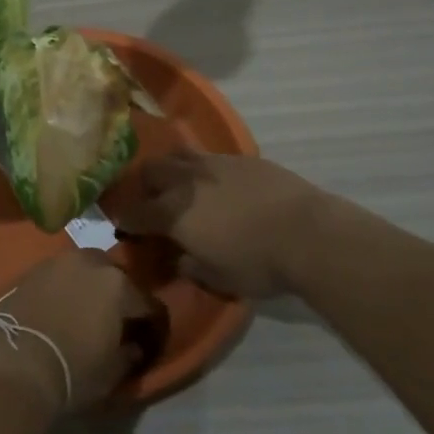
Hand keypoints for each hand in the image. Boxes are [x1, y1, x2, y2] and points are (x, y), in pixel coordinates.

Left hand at [0, 251, 162, 415]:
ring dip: (89, 285)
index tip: (149, 338)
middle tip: (115, 319)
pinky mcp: (31, 269)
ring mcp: (58, 262)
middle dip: (119, 295)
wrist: (14, 361)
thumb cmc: (72, 370)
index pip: (147, 302)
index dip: (151, 322)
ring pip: (84, 269)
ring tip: (84, 310)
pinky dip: (63, 287)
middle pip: (114, 276)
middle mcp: (90, 263)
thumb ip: (128, 354)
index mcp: (119, 286)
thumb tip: (134, 346)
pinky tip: (59, 307)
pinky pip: (58, 275)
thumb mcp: (111, 372)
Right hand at [112, 150, 325, 299]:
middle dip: (145, 185)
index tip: (124, 225)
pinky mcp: (240, 158)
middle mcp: (186, 181)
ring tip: (182, 184)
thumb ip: (191, 266)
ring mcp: (214, 163)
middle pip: (150, 171)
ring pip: (178, 156)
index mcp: (173, 213)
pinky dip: (204, 169)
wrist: (308, 233)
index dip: (125, 219)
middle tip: (153, 202)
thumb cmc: (258, 263)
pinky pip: (210, 157)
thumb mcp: (219, 278)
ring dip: (172, 169)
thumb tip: (179, 259)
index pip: (135, 212)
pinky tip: (219, 184)